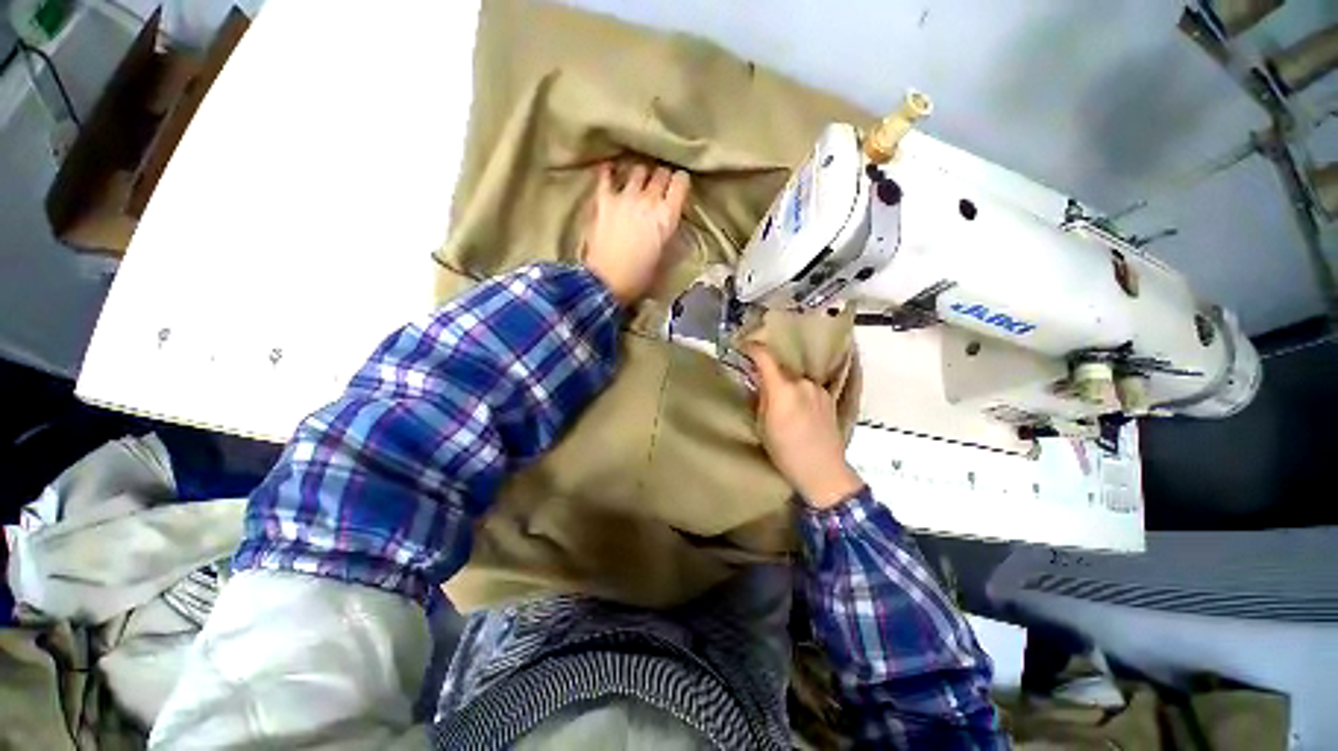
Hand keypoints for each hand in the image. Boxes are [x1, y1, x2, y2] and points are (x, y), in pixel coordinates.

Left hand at [583, 162, 690, 304]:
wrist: (607, 282)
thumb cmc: (640, 277)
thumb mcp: (665, 259)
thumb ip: (671, 236)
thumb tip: (672, 225)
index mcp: (667, 216)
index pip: (681, 182)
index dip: (681, 183)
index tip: (679, 189)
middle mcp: (649, 200)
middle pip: (661, 173)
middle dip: (663, 178)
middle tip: (660, 189)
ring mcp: (625, 196)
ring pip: (638, 170)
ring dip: (641, 175)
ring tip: (639, 184)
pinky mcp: (604, 200)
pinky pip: (606, 175)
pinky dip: (609, 171)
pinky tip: (611, 171)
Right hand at [746, 344, 863, 508]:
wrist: (823, 471)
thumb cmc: (785, 452)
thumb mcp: (763, 426)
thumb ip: (761, 398)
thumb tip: (758, 381)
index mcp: (783, 390)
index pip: (765, 357)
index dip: (752, 348)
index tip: (742, 346)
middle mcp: (803, 383)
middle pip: (781, 368)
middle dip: (768, 373)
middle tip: (759, 385)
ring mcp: (818, 389)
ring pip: (795, 379)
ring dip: (785, 384)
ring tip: (781, 403)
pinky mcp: (829, 398)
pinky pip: (807, 387)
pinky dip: (798, 391)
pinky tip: (797, 409)